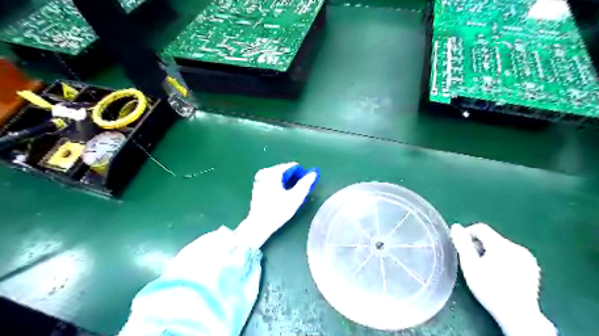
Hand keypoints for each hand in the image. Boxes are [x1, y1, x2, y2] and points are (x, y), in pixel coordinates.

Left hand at [234, 163, 317, 248]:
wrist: (259, 225)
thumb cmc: (278, 211)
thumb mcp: (295, 197)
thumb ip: (305, 184)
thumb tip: (313, 173)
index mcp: (273, 172)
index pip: (293, 166)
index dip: (302, 174)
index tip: (306, 185)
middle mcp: (265, 172)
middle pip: (285, 170)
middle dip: (294, 178)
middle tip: (299, 192)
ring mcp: (260, 179)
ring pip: (279, 176)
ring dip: (287, 183)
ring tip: (292, 195)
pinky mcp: (257, 186)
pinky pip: (272, 181)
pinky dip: (279, 185)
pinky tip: (282, 196)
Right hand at [451, 224, 559, 335]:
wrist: (518, 315)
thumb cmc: (489, 288)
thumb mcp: (470, 265)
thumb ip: (462, 244)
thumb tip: (456, 227)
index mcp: (502, 245)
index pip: (480, 228)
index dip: (467, 234)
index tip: (461, 248)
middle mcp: (517, 247)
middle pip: (491, 238)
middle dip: (479, 246)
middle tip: (472, 262)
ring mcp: (527, 258)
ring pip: (501, 247)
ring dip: (490, 253)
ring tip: (485, 270)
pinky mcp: (532, 268)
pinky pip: (512, 255)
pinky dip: (502, 260)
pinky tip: (500, 275)